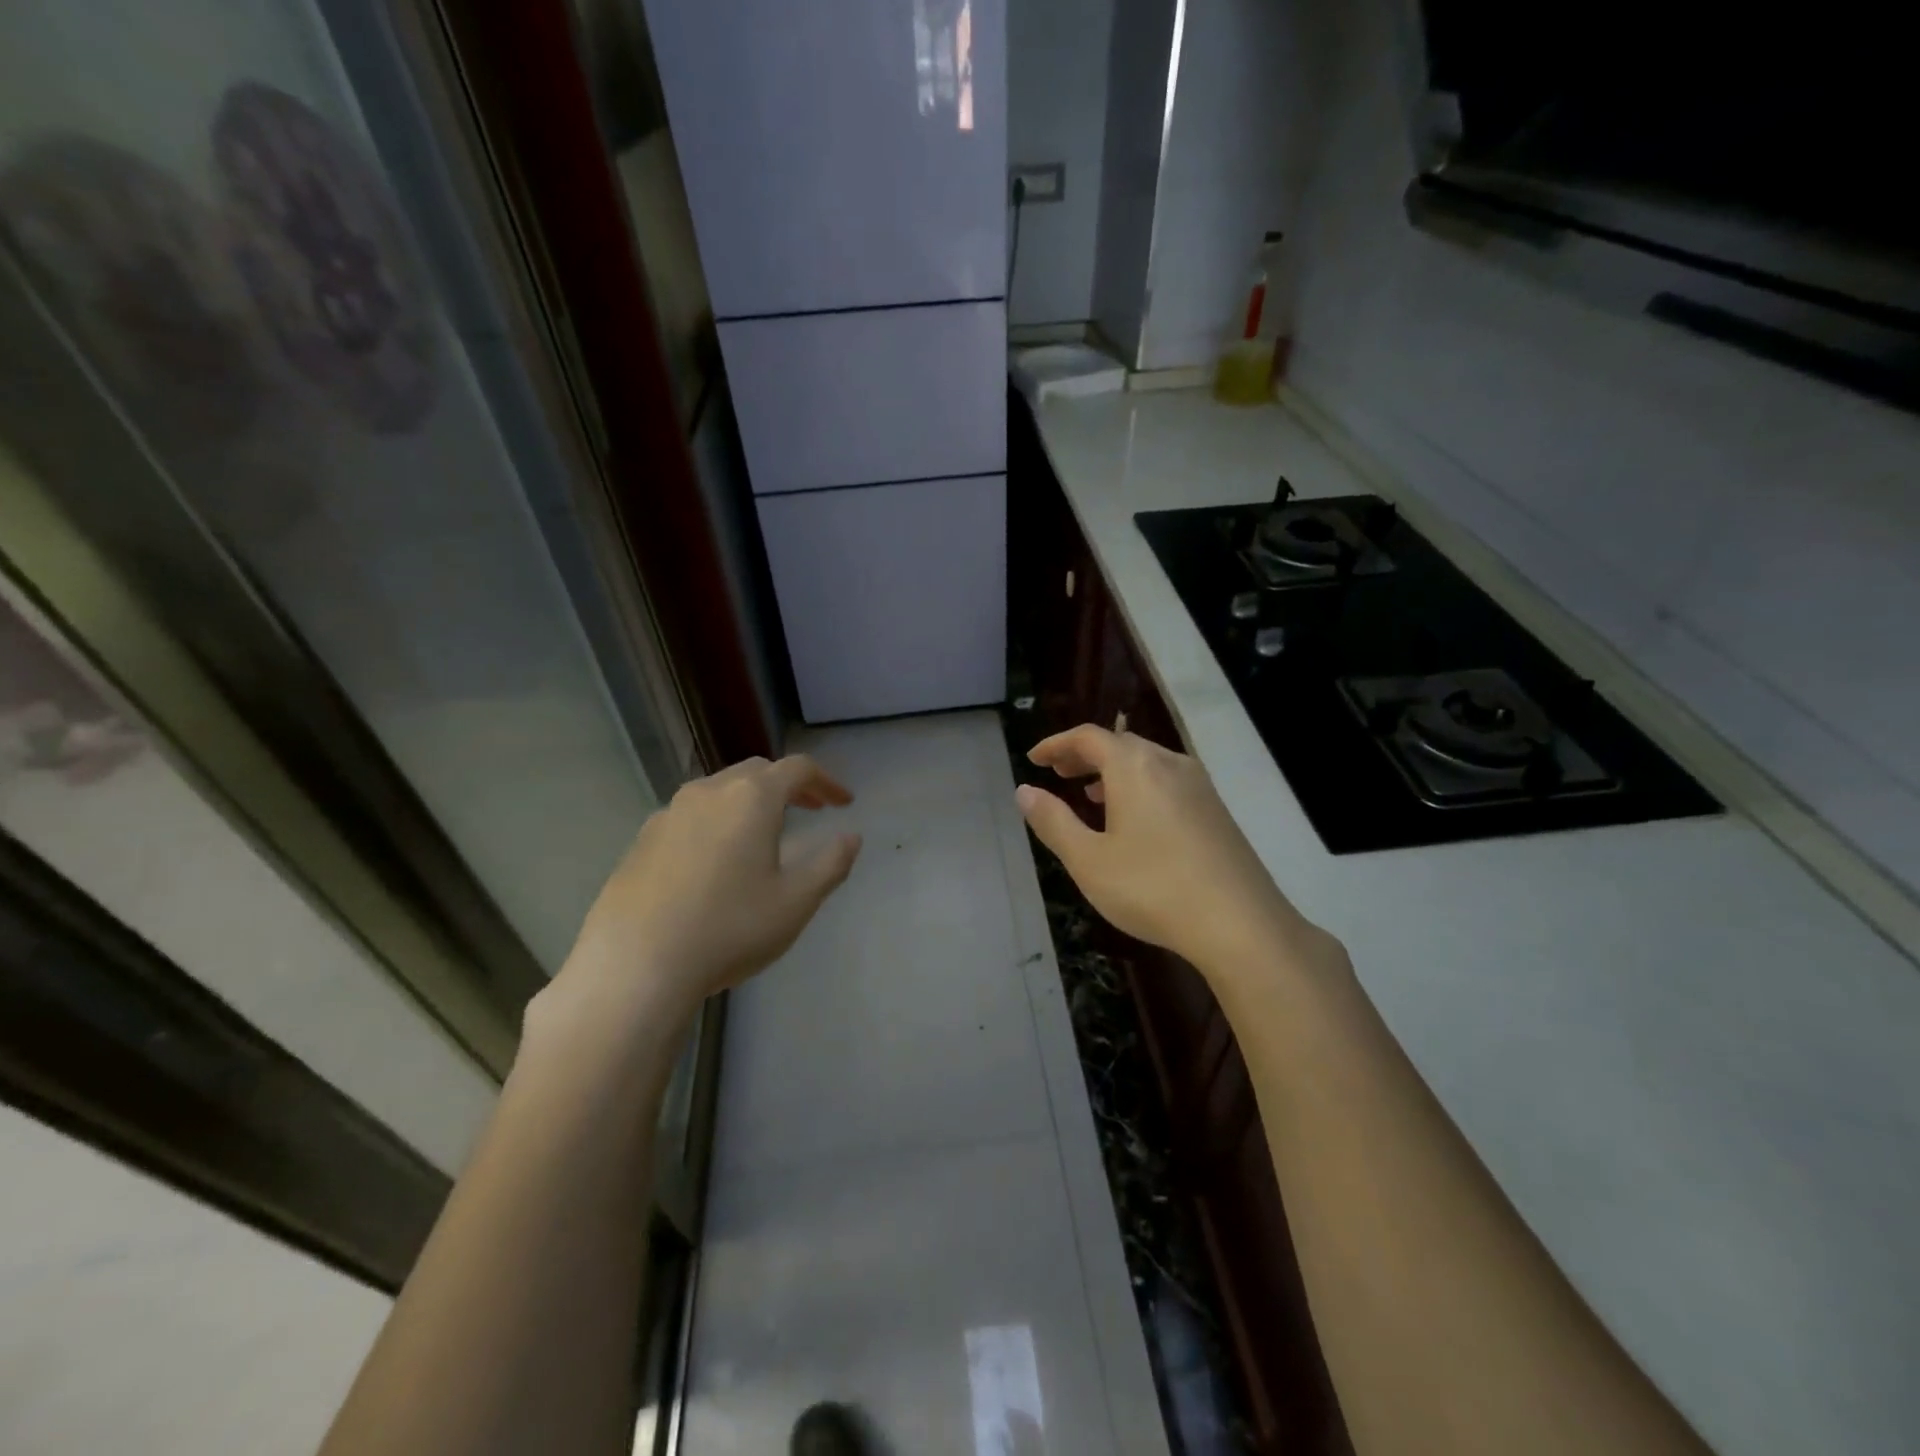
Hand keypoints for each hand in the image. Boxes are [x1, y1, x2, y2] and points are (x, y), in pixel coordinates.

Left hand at [537, 755, 862, 1039]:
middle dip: (788, 785)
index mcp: (752, 798)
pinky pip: (690, 815)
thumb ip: (831, 864)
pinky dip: (716, 820)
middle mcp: (709, 792)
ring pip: (719, 790)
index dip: (826, 781)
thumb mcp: (795, 902)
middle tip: (809, 810)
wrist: (635, 965)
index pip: (798, 768)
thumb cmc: (729, 928)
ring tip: (763, 832)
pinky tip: (715, 859)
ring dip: (749, 801)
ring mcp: (669, 813)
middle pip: (757, 771)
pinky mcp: (642, 839)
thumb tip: (851, 837)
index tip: (843, 802)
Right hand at [1017, 725, 1340, 987]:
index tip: (1034, 758)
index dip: (1056, 744)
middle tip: (1058, 773)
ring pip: (1146, 762)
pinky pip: (1167, 781)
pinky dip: (1139, 786)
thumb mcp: (1088, 860)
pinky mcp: (1216, 809)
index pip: (1087, 737)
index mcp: (1134, 766)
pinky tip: (1134, 819)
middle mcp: (1168, 763)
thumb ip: (1053, 821)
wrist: (1240, 924)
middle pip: (1119, 743)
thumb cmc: (1152, 888)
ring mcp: (1198, 785)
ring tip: (1090, 795)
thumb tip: (1024, 791)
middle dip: (1084, 756)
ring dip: (1112, 771)